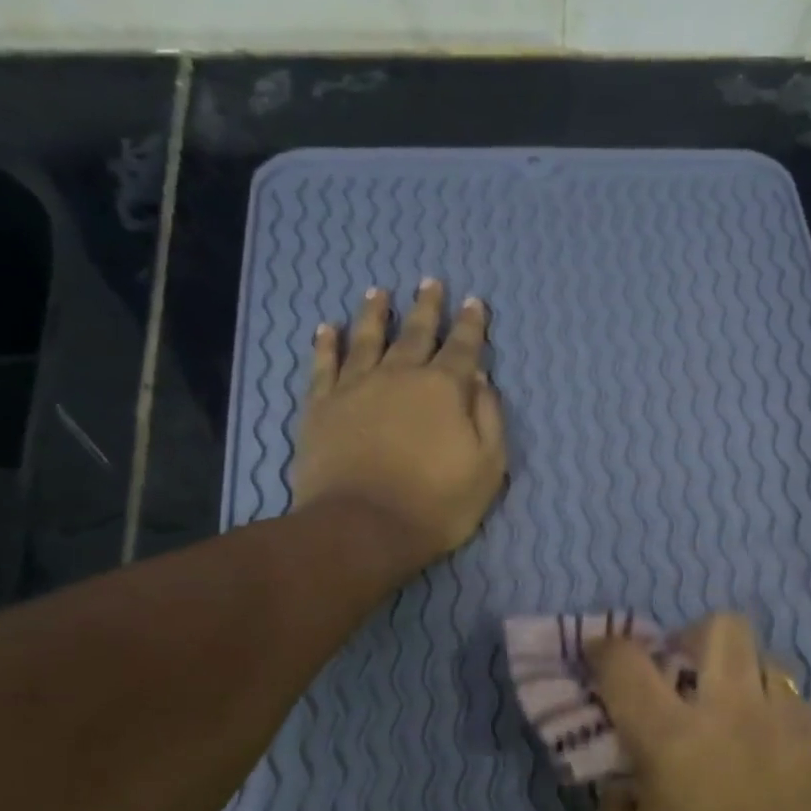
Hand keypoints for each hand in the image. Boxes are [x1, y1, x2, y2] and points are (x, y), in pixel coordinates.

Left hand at [292, 279, 506, 571]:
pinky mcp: (321, 407)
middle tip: (430, 282)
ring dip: (375, 314)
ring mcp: (356, 387)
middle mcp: (400, 376)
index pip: (463, 347)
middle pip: (416, 333)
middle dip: (427, 307)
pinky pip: (324, 365)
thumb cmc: (437, 503)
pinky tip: (327, 328)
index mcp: (444, 389)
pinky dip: (326, 344)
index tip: (474, 301)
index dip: (471, 324)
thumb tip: (480, 379)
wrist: (363, 528)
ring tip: (378, 292)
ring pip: (367, 339)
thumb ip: (488, 418)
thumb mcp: (488, 467)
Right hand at [587, 613, 810, 810]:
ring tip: (736, 712)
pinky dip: (778, 710)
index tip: (599, 654)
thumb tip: (623, 761)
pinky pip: (799, 699)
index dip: (604, 648)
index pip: (626, 662)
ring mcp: (786, 722)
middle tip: (685, 673)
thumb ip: (613, 791)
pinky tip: (773, 747)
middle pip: (720, 626)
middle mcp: (731, 713)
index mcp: (671, 738)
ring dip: (741, 675)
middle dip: (693, 637)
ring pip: (767, 657)